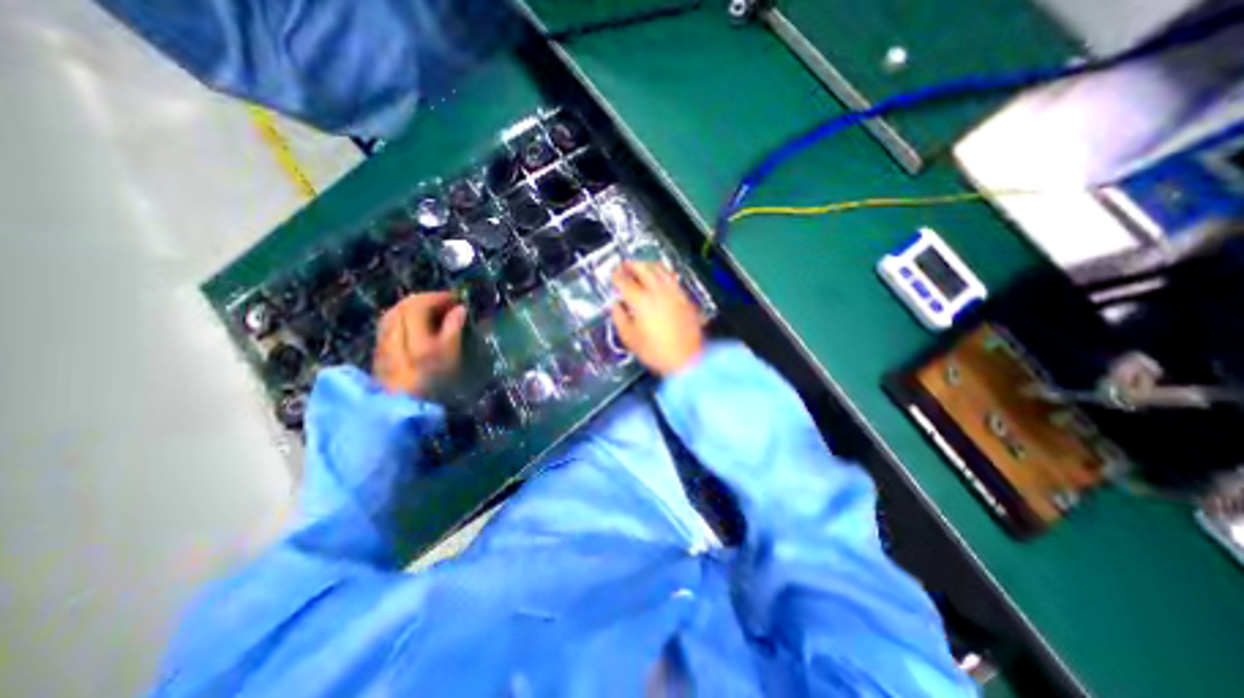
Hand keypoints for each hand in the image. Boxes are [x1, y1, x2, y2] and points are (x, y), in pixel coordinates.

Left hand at [374, 292, 467, 396]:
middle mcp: (392, 330)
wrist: (402, 406)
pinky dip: (405, 317)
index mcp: (411, 331)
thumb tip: (460, 309)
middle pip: (405, 304)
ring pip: (395, 312)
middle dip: (427, 299)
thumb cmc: (433, 381)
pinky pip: (391, 322)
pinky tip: (415, 325)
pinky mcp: (380, 350)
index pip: (420, 302)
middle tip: (447, 303)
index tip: (457, 298)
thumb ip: (454, 329)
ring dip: (414, 307)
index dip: (439, 297)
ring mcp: (383, 340)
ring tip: (432, 312)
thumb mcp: (450, 355)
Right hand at [610, 260, 704, 376]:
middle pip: (644, 269)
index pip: (625, 282)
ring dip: (649, 265)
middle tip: (625, 264)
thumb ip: (620, 318)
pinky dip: (664, 273)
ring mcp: (674, 293)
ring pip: (661, 270)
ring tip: (642, 266)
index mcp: (641, 301)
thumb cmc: (656, 352)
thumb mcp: (630, 339)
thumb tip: (616, 306)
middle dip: (632, 264)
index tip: (612, 275)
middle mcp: (658, 292)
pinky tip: (661, 277)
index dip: (617, 276)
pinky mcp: (685, 298)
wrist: (688, 360)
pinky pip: (673, 278)